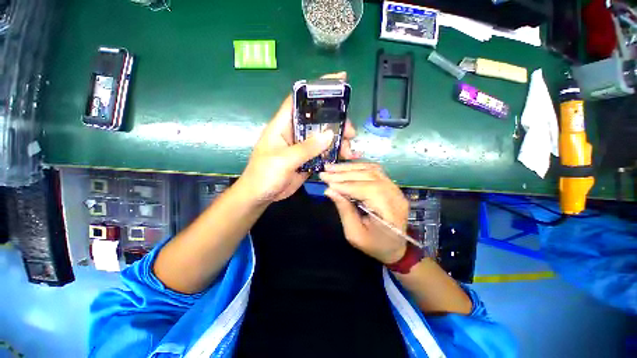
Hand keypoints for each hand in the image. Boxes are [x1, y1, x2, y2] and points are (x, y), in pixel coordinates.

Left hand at [237, 72, 358, 204]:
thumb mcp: (283, 160)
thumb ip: (306, 148)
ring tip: (350, 148)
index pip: (299, 98)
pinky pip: (324, 152)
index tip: (339, 80)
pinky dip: (335, 153)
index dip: (317, 87)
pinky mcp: (308, 159)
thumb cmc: (264, 175)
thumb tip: (330, 134)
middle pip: (318, 119)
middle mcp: (294, 132)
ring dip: (338, 140)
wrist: (261, 195)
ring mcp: (303, 146)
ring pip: (323, 136)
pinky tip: (346, 156)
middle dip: (336, 121)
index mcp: (283, 125)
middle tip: (350, 131)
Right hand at [320, 163, 408, 263]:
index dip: (346, 185)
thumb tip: (329, 190)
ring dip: (349, 168)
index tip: (327, 183)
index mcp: (390, 213)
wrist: (394, 247)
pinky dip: (358, 167)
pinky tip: (345, 168)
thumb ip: (344, 210)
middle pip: (370, 176)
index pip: (368, 190)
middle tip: (325, 171)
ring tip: (332, 167)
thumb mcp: (355, 234)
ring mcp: (396, 189)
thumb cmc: (374, 245)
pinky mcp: (391, 186)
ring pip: (372, 170)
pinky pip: (374, 171)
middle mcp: (396, 196)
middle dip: (344, 174)